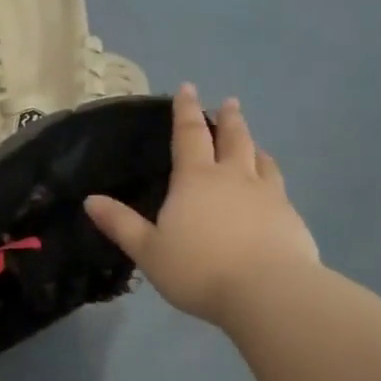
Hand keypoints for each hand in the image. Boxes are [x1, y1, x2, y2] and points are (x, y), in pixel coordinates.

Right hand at [86, 83, 317, 326]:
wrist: (267, 292)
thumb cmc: (198, 269)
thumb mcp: (148, 250)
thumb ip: (120, 224)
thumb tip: (90, 200)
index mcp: (195, 179)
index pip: (189, 134)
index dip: (186, 111)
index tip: (187, 88)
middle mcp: (233, 177)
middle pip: (232, 138)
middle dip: (228, 119)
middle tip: (229, 103)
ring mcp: (267, 195)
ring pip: (260, 159)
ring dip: (253, 146)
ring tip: (252, 143)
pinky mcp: (290, 217)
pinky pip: (279, 187)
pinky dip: (271, 177)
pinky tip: (272, 189)